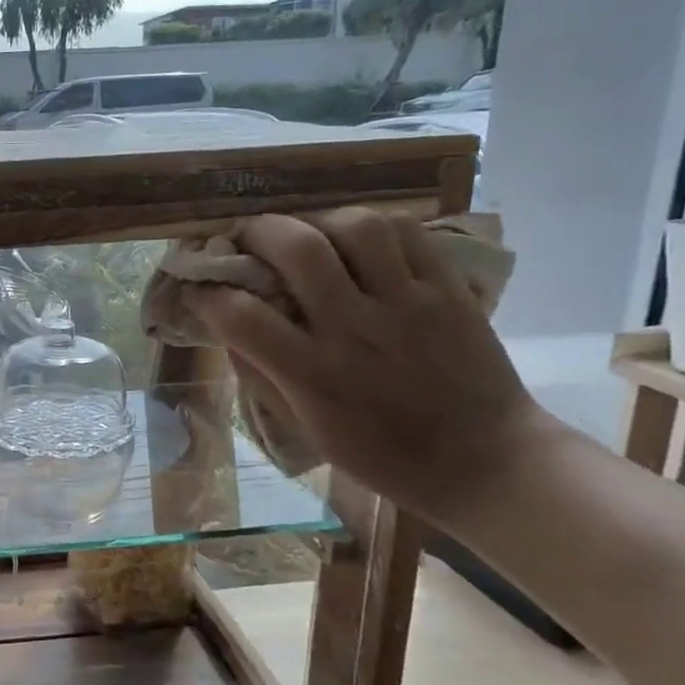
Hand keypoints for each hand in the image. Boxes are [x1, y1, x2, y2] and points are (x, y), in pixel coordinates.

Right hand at [190, 209, 554, 526]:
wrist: (485, 462)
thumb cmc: (381, 454)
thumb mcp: (304, 427)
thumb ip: (261, 374)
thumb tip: (228, 326)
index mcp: (312, 374)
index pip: (240, 315)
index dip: (206, 293)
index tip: (199, 290)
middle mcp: (354, 330)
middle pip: (297, 248)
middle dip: (257, 232)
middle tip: (248, 240)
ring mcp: (407, 305)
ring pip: (356, 227)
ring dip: (318, 222)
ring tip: (309, 236)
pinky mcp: (449, 291)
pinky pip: (407, 233)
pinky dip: (372, 227)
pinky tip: (359, 242)